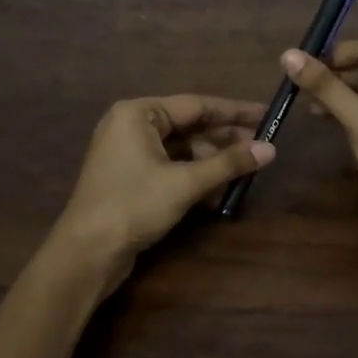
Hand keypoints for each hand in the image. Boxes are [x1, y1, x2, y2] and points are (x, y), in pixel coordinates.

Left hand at [50, 94, 272, 293]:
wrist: (87, 252)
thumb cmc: (134, 205)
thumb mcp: (185, 183)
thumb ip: (228, 164)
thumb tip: (270, 149)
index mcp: (138, 113)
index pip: (196, 105)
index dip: (235, 112)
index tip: (266, 114)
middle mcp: (131, 126)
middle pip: (189, 127)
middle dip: (224, 141)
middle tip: (262, 148)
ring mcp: (128, 153)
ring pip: (181, 150)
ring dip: (211, 163)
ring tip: (244, 174)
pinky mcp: (130, 178)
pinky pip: (169, 168)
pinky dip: (193, 178)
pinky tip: (217, 195)